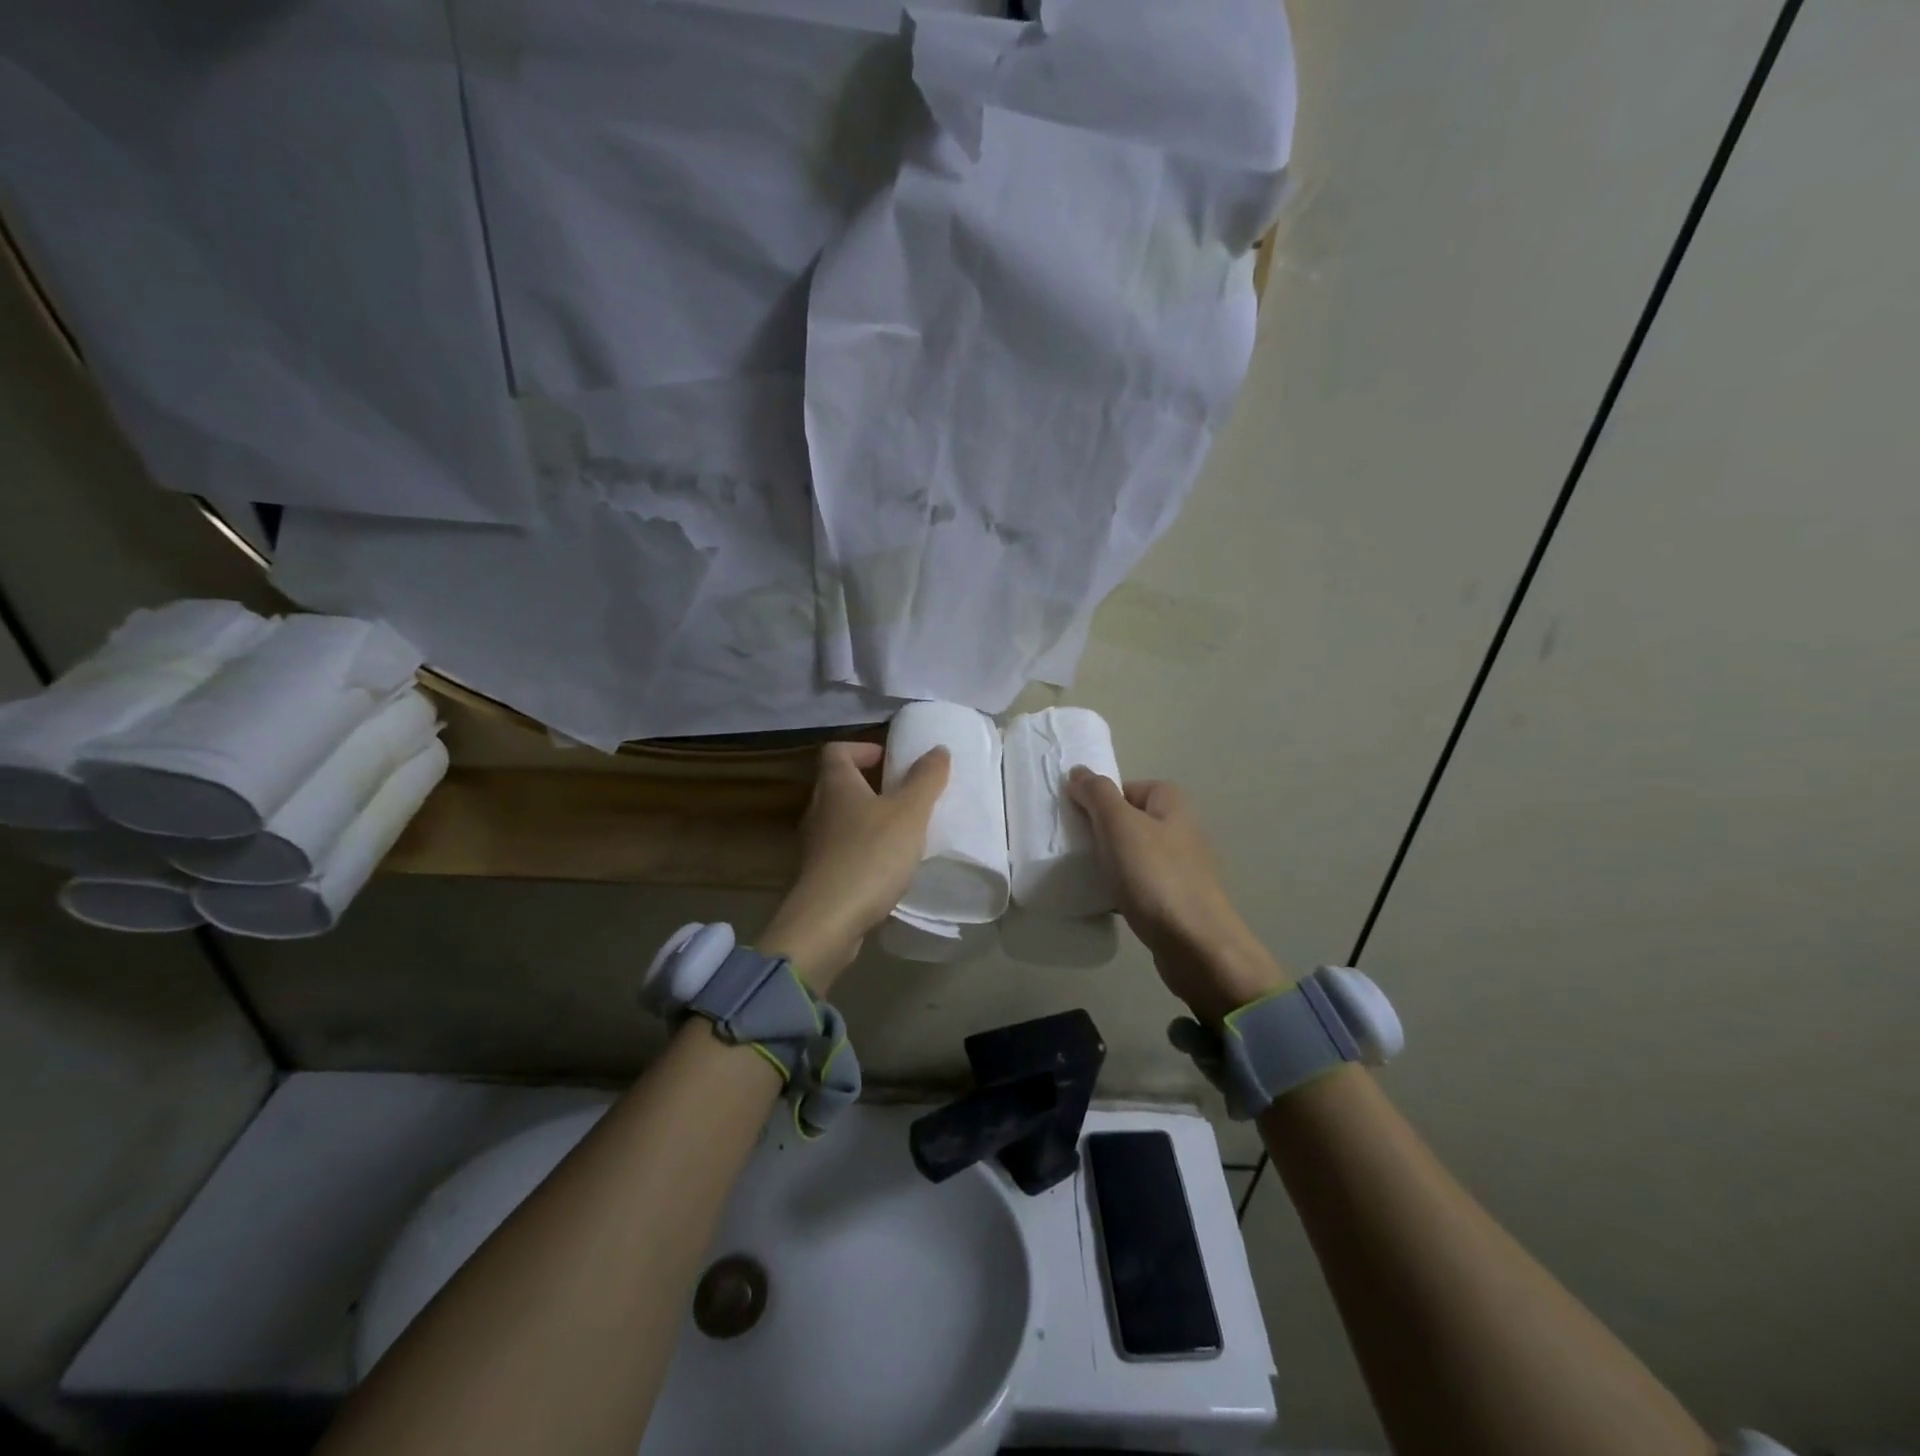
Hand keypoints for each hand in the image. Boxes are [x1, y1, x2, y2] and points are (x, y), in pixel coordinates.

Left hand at [758, 741, 950, 991]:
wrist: (828, 920)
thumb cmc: (870, 855)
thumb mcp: (909, 812)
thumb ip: (925, 779)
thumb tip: (937, 749)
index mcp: (835, 785)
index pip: (837, 750)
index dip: (862, 749)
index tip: (889, 760)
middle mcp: (818, 809)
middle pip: (838, 784)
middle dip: (870, 785)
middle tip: (903, 795)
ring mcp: (814, 844)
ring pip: (840, 819)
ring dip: (867, 819)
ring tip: (901, 831)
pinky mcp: (818, 875)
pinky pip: (842, 850)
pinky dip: (863, 850)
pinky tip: (887, 866)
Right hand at [1067, 770, 1288, 1021]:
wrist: (1195, 945)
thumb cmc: (1156, 876)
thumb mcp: (1119, 825)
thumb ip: (1097, 794)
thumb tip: (1079, 771)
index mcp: (1171, 802)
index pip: (1124, 787)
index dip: (1098, 801)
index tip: (1077, 821)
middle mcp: (1180, 828)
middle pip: (1127, 820)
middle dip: (1100, 832)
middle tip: (1075, 848)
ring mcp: (1180, 865)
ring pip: (1131, 853)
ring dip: (1108, 863)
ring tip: (1086, 875)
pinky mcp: (1174, 898)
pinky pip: (1138, 883)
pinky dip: (1120, 889)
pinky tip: (1105, 901)